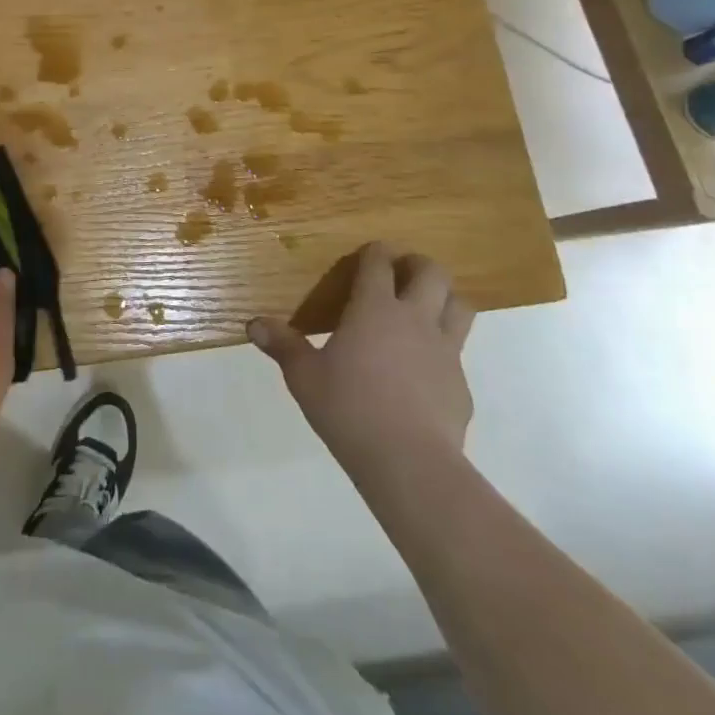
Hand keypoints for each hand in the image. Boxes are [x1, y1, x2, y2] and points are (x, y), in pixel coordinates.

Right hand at [249, 244, 474, 488]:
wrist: (409, 463)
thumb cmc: (349, 408)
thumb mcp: (305, 377)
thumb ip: (283, 346)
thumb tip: (253, 325)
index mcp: (375, 308)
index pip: (379, 263)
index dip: (375, 252)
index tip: (369, 252)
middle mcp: (415, 319)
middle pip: (432, 273)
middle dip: (418, 265)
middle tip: (402, 273)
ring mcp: (445, 351)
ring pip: (459, 306)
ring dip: (444, 300)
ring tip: (425, 310)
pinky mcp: (461, 385)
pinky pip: (458, 355)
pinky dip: (444, 353)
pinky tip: (424, 373)